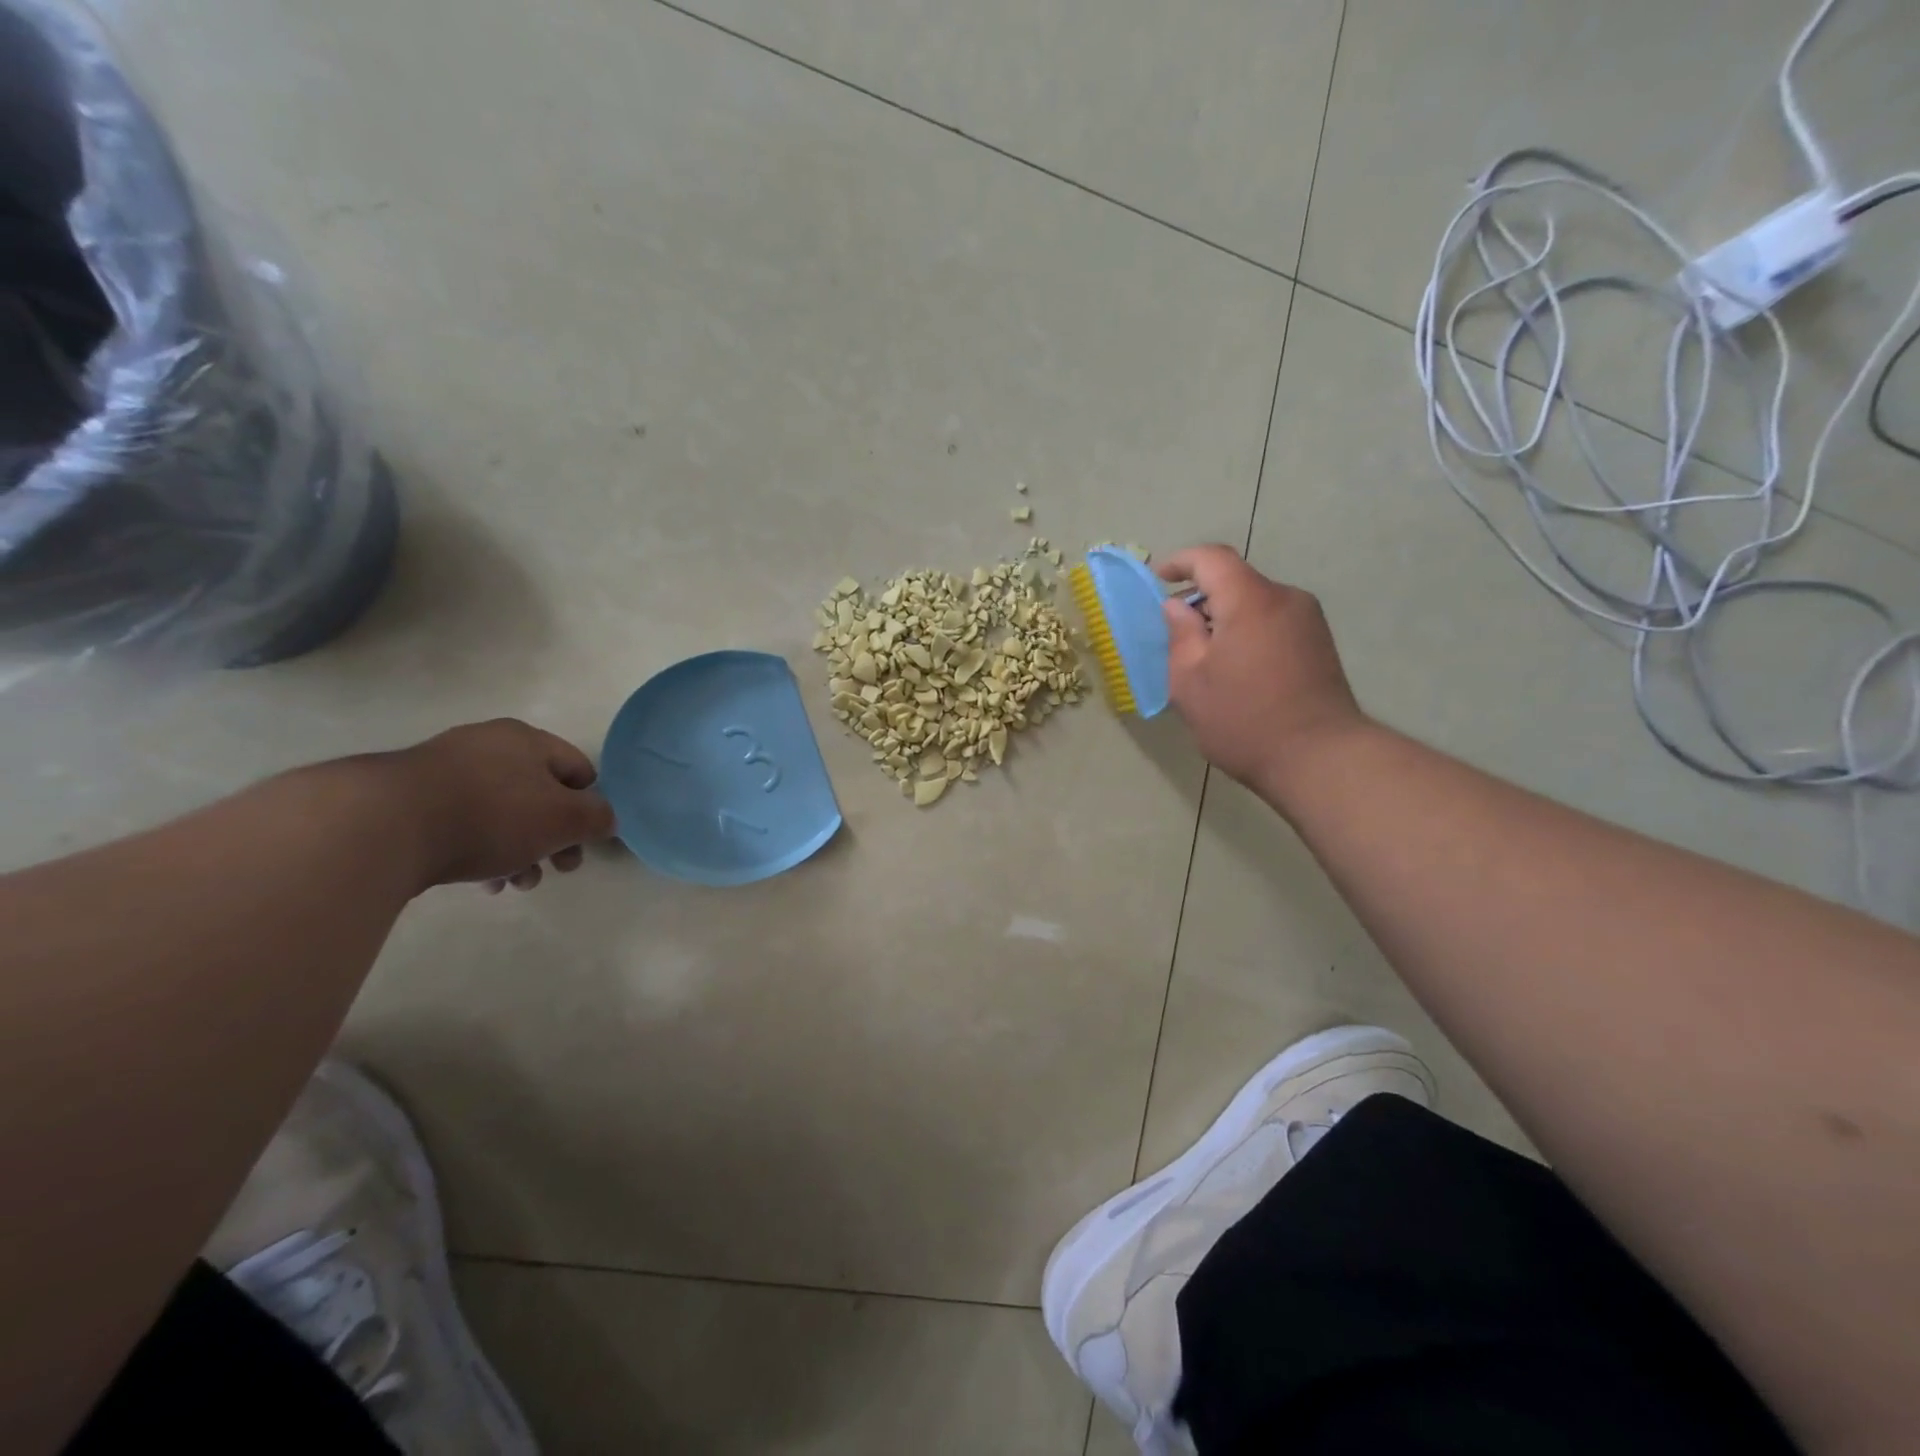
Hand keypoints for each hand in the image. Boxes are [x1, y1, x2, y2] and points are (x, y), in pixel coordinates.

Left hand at [380, 719, 616, 892]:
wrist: (383, 827)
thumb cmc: (492, 815)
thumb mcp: (564, 819)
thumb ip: (596, 818)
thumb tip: (605, 819)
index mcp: (527, 740)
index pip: (579, 770)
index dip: (589, 807)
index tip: (583, 842)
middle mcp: (487, 745)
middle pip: (539, 795)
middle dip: (552, 838)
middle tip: (555, 870)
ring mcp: (443, 769)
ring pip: (501, 813)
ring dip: (518, 850)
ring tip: (513, 884)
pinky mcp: (409, 798)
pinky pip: (462, 823)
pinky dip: (479, 849)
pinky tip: (479, 881)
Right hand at [1157, 545, 1366, 797]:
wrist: (1320, 758)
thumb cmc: (1243, 720)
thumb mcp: (1190, 682)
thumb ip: (1180, 635)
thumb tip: (1177, 606)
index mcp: (1251, 600)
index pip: (1212, 558)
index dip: (1181, 561)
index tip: (1158, 578)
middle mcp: (1285, 599)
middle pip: (1235, 581)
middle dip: (1201, 597)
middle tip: (1175, 633)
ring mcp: (1308, 621)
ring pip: (1254, 603)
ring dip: (1224, 618)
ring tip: (1204, 659)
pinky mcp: (1319, 643)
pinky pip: (1272, 622)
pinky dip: (1246, 631)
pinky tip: (1236, 670)